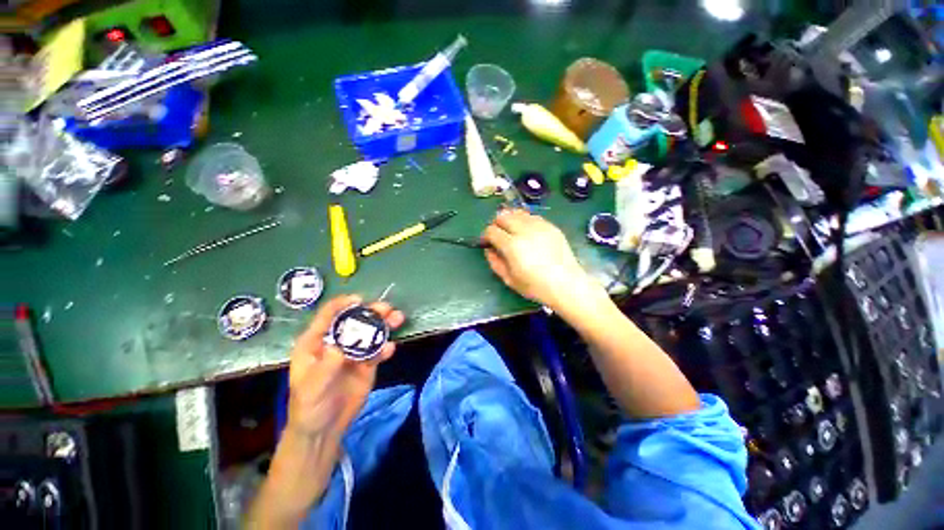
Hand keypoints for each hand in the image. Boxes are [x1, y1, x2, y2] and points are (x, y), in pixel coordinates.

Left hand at [286, 295, 404, 440]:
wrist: (324, 430)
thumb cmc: (309, 406)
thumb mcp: (312, 387)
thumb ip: (326, 366)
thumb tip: (340, 345)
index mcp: (317, 342)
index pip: (328, 316)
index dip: (342, 304)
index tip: (359, 300)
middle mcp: (337, 342)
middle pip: (355, 321)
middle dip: (371, 312)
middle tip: (387, 308)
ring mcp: (354, 352)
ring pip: (370, 333)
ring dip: (384, 324)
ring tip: (397, 319)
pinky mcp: (367, 364)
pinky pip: (378, 351)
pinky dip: (385, 348)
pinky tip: (390, 349)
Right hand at [481, 209, 593, 309]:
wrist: (566, 284)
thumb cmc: (535, 286)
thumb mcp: (509, 279)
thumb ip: (495, 262)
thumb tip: (488, 249)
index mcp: (512, 245)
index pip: (492, 231)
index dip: (486, 235)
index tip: (487, 242)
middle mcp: (524, 230)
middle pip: (503, 216)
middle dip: (496, 223)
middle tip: (498, 234)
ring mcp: (539, 226)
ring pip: (518, 212)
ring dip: (510, 219)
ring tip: (512, 230)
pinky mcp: (551, 226)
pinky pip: (532, 216)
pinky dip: (525, 220)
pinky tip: (527, 232)